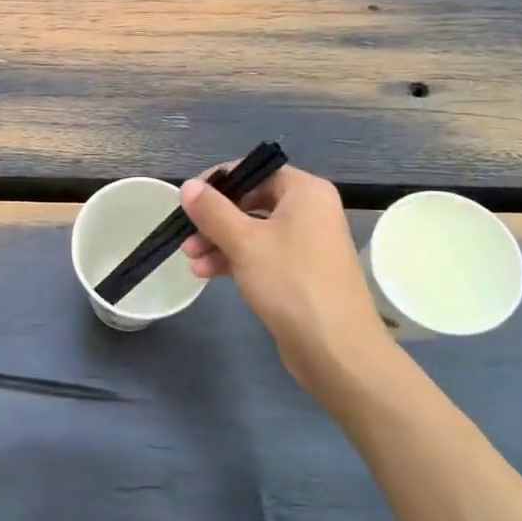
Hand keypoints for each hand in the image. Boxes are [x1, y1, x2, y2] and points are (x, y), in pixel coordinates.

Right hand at [181, 163, 396, 389]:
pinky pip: (261, 254)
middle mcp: (309, 210)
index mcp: (304, 191)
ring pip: (253, 230)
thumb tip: (188, 186)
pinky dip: (235, 259)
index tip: (188, 201)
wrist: (336, 349)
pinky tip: (206, 273)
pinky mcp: (300, 271)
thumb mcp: (244, 242)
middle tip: (185, 236)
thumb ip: (212, 210)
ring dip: (219, 242)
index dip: (218, 183)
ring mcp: (306, 242)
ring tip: (191, 260)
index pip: (254, 171)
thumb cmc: (290, 283)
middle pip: (251, 201)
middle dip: (214, 219)